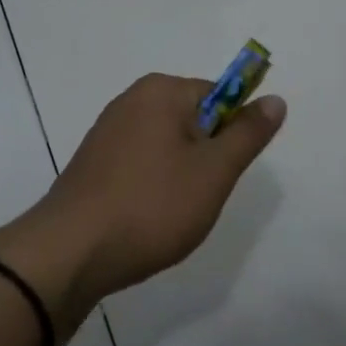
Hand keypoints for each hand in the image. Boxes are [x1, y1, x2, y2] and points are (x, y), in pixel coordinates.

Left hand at [0, 74, 284, 337]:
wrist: (70, 253)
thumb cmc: (152, 206)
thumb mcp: (214, 171)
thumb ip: (248, 134)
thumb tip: (275, 99)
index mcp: (161, 91)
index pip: (220, 96)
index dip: (233, 134)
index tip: (226, 172)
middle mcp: (131, 101)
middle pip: (193, 121)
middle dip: (206, 158)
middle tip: (201, 196)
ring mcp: (106, 133)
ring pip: (168, 148)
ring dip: (181, 177)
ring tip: (173, 213)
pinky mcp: (93, 164)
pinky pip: (140, 166)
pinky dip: (152, 188)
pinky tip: (147, 219)